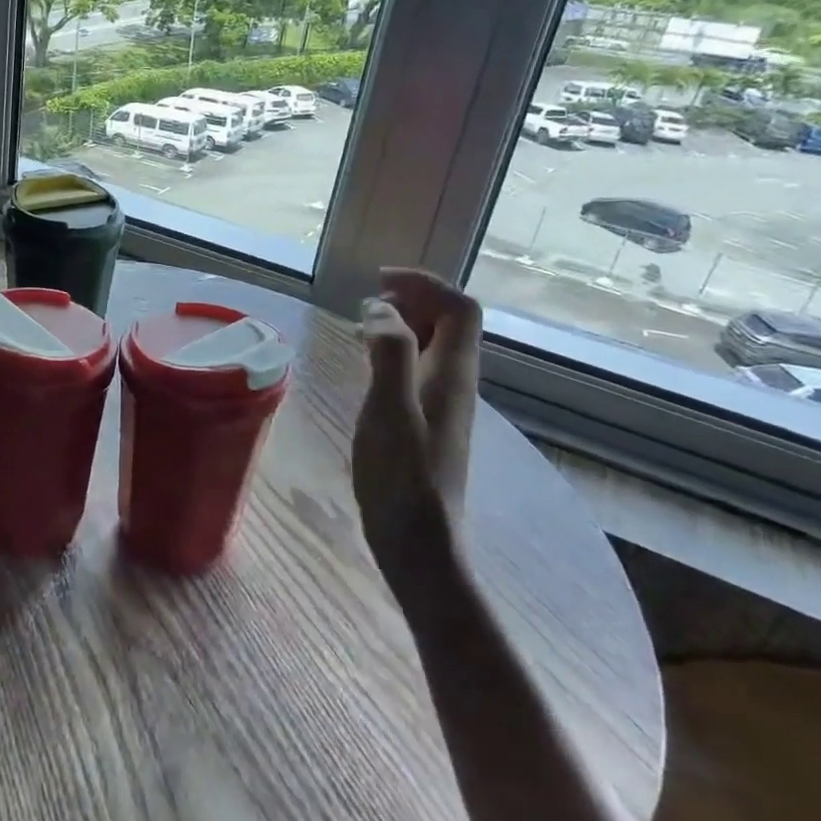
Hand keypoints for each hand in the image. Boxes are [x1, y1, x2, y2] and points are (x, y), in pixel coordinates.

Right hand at [353, 269, 481, 576]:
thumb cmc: (401, 476)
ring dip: (403, 324)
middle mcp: (454, 383)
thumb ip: (390, 352)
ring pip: (433, 346)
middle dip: (413, 299)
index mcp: (452, 374)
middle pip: (451, 322)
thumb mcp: (389, 409)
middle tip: (368, 301)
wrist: (418, 540)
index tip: (380, 280)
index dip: (426, 284)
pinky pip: (417, 368)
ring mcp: (442, 404)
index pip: (459, 308)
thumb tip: (380, 309)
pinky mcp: (426, 422)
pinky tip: (367, 365)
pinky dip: (394, 351)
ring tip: (361, 325)